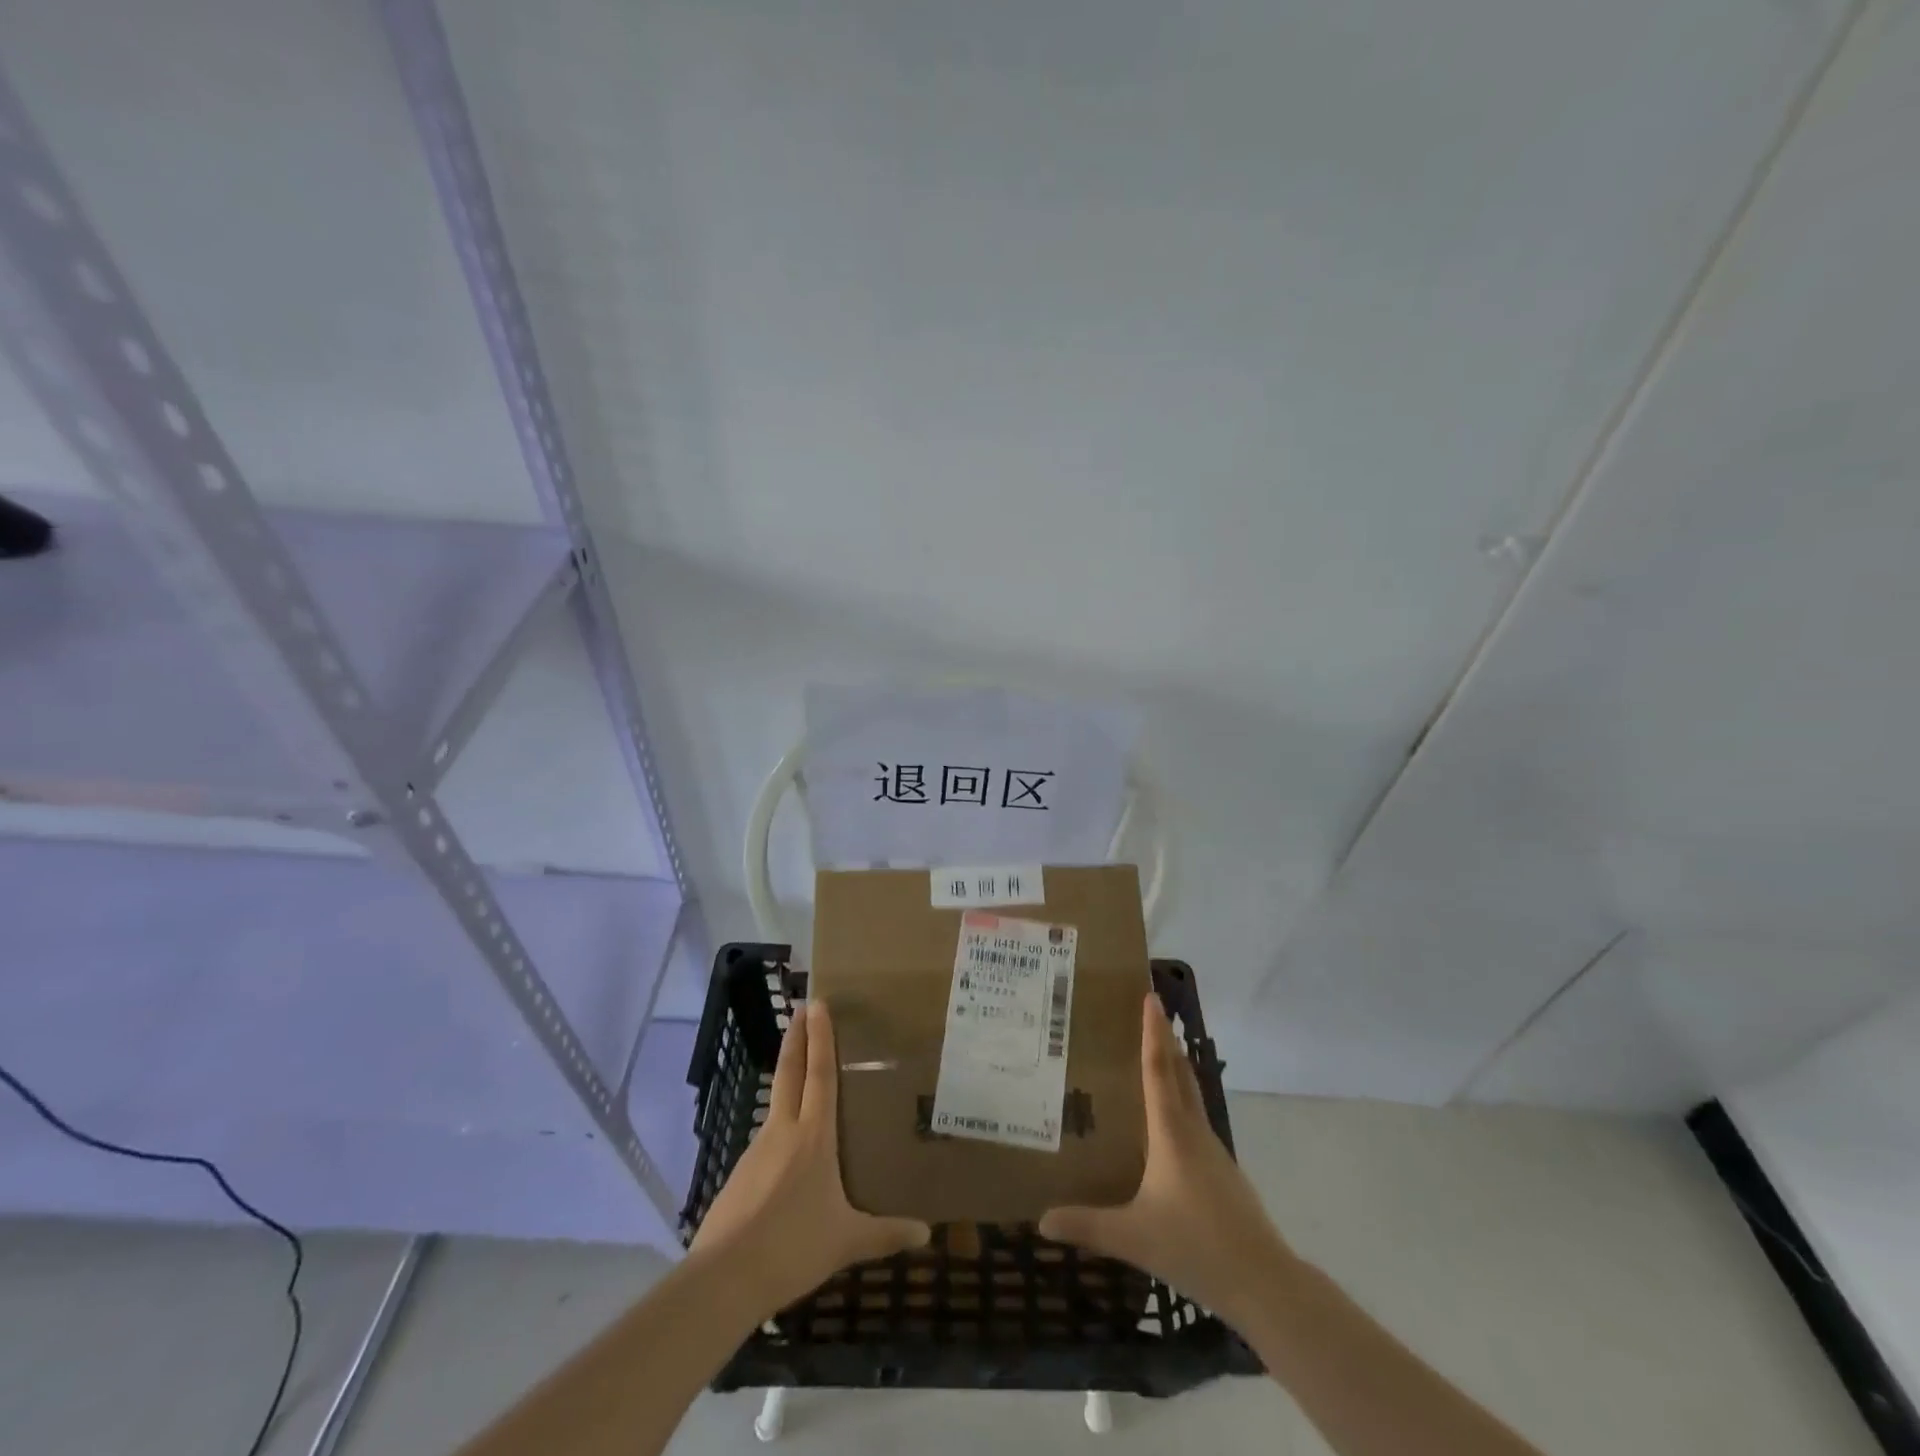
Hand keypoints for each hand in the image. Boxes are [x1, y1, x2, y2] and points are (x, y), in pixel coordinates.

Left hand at [690, 1000, 929, 1317]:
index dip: (820, 1037)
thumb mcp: (847, 1241)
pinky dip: (778, 1126)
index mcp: (813, 1136)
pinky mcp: (739, 1174)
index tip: (816, 1004)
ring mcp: (756, 1150)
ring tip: (802, 1076)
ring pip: (776, 1104)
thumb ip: (886, 1234)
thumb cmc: (793, 1248)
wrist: (724, 1280)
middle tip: (800, 1008)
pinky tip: (786, 1149)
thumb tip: (927, 1234)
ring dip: (787, 1079)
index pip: (820, 1074)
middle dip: (797, 1038)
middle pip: (790, 1072)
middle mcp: (783, 1131)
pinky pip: (766, 1140)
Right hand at [1039, 993, 1299, 1332]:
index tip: (1151, 997)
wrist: (1264, 1282)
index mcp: (1171, 1133)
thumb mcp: (1132, 1238)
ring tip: (1156, 1053)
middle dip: (1166, 1039)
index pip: (1158, 1070)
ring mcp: (1213, 1150)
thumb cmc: (1196, 1246)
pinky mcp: (1223, 1171)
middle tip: (1151, 1010)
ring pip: (1192, 1094)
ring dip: (1176, 1066)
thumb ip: (1087, 1226)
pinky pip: (1196, 1118)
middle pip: (1180, 1072)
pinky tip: (1170, 1119)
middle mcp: (1194, 1131)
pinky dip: (1182, 1098)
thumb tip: (1042, 1220)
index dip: (1153, 1032)